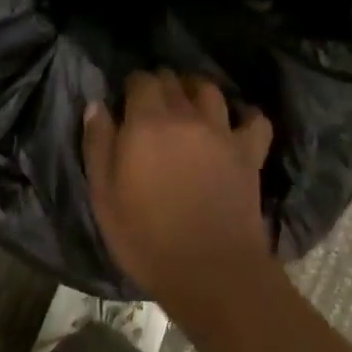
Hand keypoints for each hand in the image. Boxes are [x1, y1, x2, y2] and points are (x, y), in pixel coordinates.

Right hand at [82, 71, 275, 311]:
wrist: (210, 271)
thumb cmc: (147, 238)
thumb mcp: (104, 195)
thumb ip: (98, 143)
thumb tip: (96, 104)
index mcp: (147, 122)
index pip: (141, 79)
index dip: (132, 86)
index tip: (126, 103)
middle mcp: (186, 115)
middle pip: (173, 80)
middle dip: (161, 85)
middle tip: (153, 106)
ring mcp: (221, 131)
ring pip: (210, 90)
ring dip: (196, 90)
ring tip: (190, 106)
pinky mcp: (249, 152)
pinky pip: (255, 119)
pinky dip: (246, 116)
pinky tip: (236, 125)